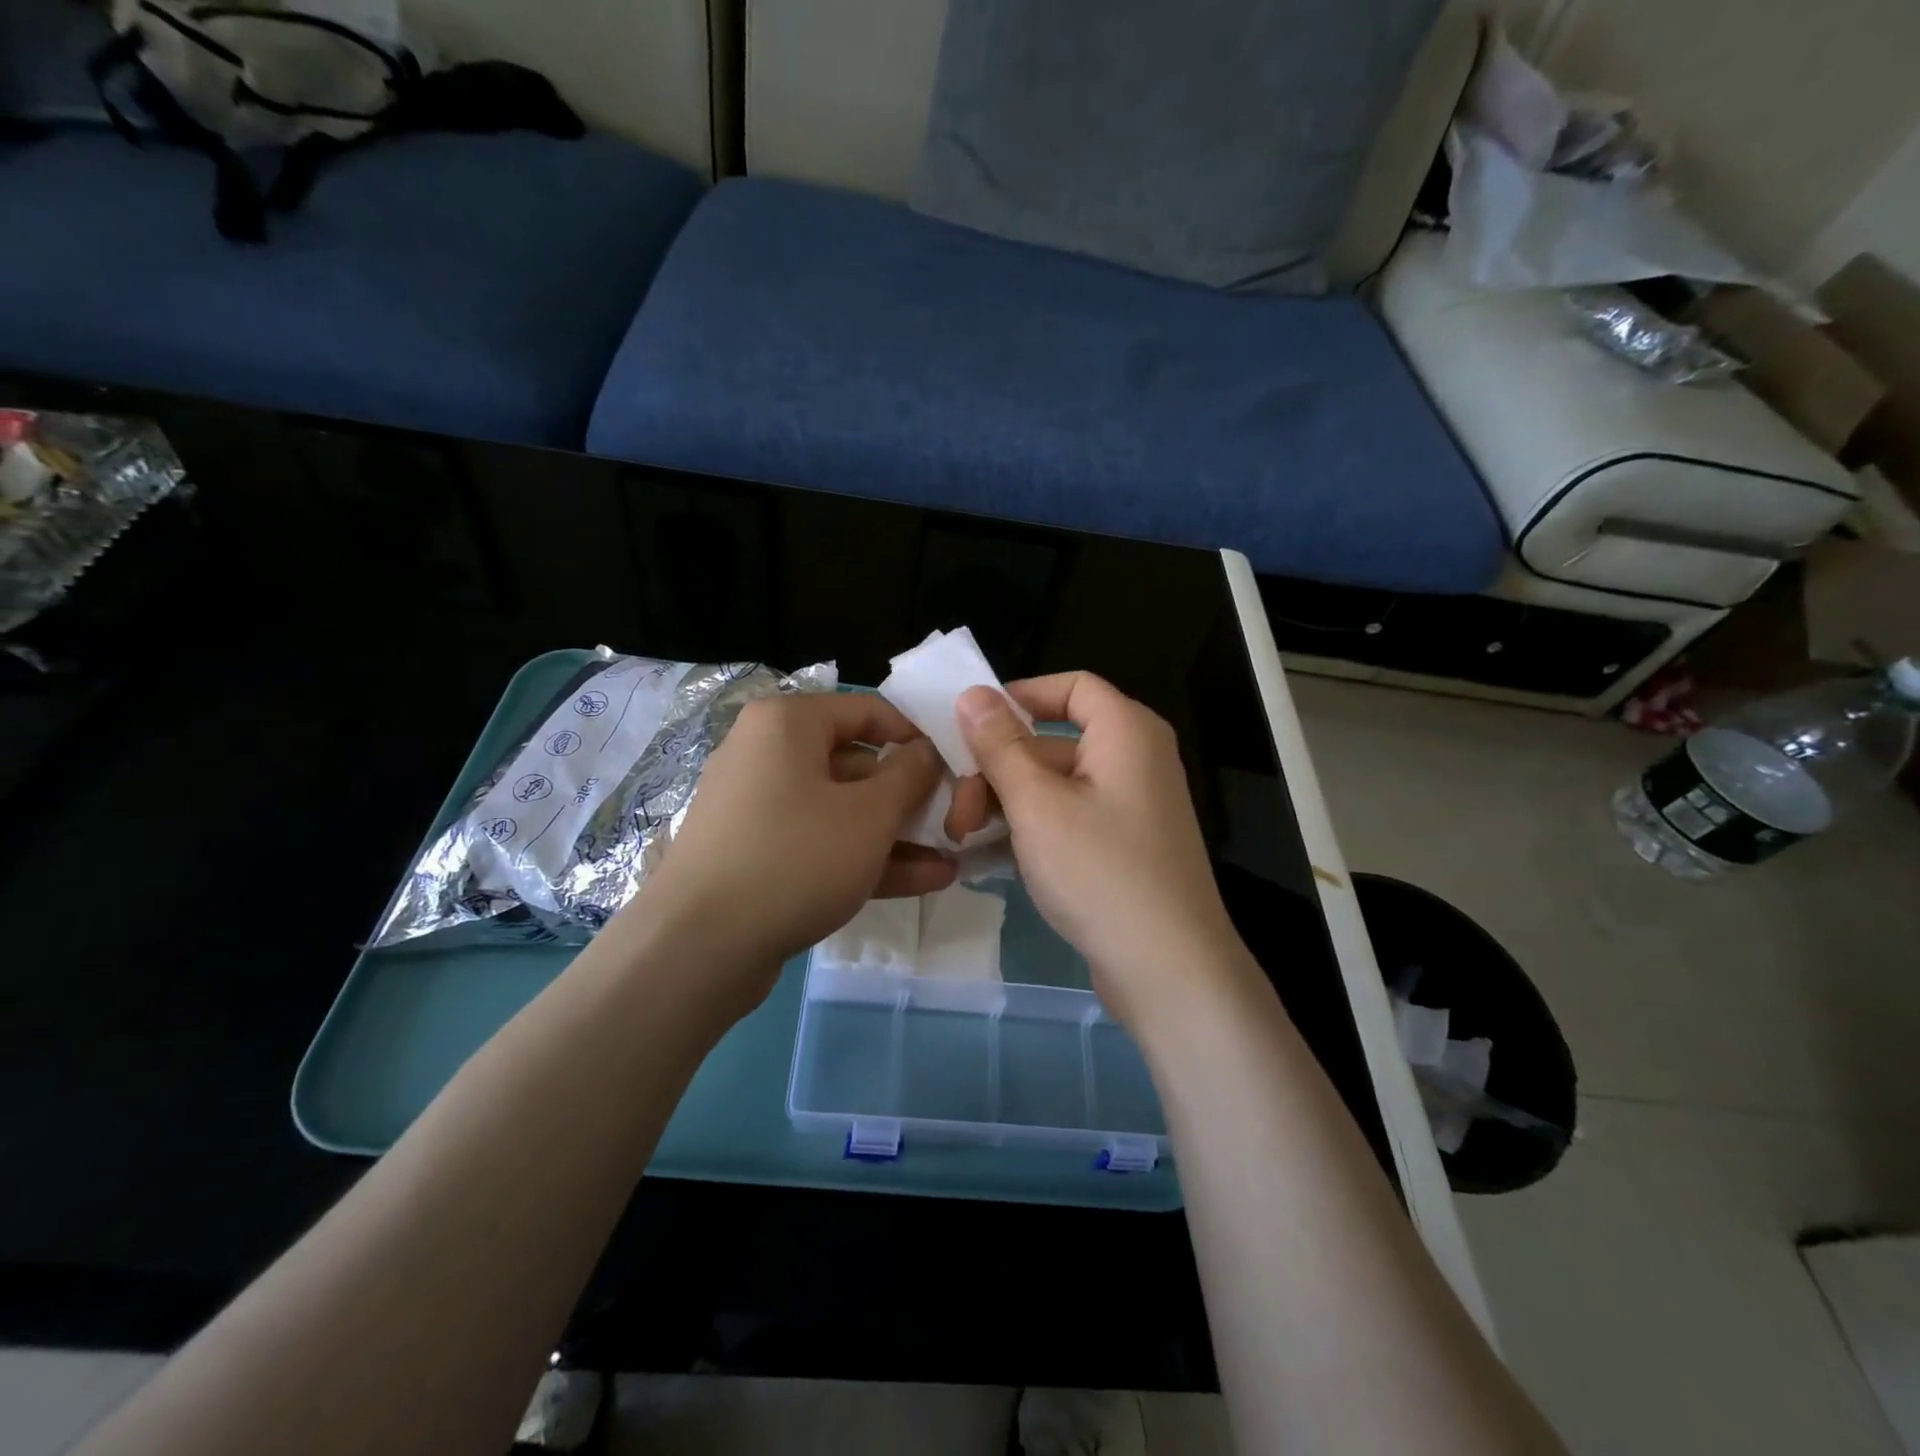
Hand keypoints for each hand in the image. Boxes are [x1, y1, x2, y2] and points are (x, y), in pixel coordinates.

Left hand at [621, 693, 953, 1006]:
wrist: (698, 948)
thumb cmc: (795, 858)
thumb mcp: (870, 814)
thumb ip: (910, 775)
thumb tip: (927, 751)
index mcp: (787, 724)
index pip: (867, 711)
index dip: (916, 736)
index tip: (955, 766)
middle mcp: (766, 754)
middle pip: (855, 763)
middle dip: (909, 797)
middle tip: (955, 820)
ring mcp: (758, 808)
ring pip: (840, 810)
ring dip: (895, 835)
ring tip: (950, 858)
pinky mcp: (756, 855)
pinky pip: (819, 843)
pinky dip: (863, 857)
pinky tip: (922, 880)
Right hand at [950, 674, 1246, 1029]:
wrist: (1168, 969)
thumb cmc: (1100, 871)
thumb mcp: (1037, 803)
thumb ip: (1000, 745)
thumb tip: (973, 693)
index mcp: (1126, 731)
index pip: (1071, 686)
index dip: (1019, 697)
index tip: (971, 727)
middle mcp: (1135, 759)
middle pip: (1053, 742)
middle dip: (996, 769)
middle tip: (955, 811)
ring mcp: (1131, 806)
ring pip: (1055, 785)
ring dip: (1005, 803)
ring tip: (963, 837)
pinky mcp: (1123, 847)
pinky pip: (1068, 818)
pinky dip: (1030, 828)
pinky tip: (989, 855)